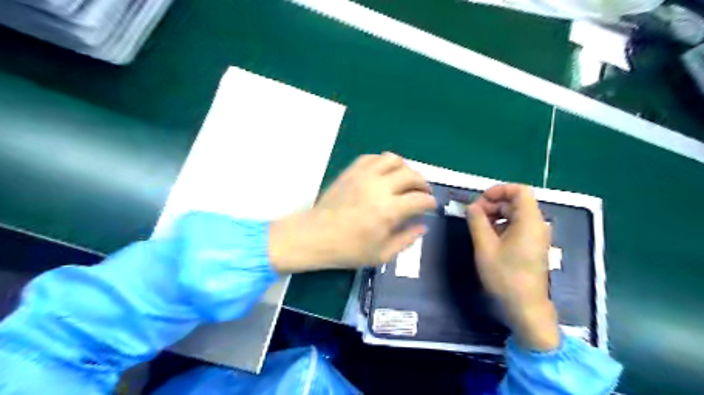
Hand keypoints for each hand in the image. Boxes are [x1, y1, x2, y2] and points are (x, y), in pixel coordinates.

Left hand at [268, 153, 435, 272]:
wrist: (316, 235)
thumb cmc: (348, 249)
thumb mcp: (382, 254)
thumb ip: (406, 240)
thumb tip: (422, 226)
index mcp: (389, 210)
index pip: (420, 199)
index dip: (430, 202)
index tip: (430, 206)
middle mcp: (379, 187)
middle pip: (411, 175)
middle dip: (423, 183)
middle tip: (422, 192)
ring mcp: (364, 175)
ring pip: (393, 159)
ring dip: (405, 168)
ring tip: (405, 179)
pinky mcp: (351, 171)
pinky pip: (373, 158)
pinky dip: (384, 163)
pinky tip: (384, 173)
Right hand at [466, 183, 561, 349]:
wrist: (525, 307)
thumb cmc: (505, 276)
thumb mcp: (485, 246)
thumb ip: (477, 221)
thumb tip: (472, 206)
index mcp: (529, 221)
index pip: (519, 190)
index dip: (498, 190)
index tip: (480, 200)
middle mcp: (537, 224)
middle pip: (516, 202)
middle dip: (493, 203)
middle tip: (473, 215)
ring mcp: (536, 236)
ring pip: (516, 214)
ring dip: (496, 215)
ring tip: (477, 226)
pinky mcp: (533, 246)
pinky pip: (518, 226)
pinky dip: (502, 225)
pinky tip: (488, 237)